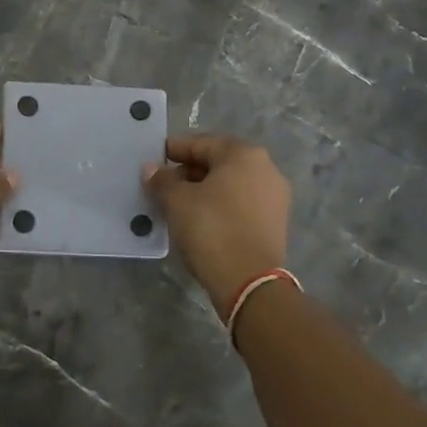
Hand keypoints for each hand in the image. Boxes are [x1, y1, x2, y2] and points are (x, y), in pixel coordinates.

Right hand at [144, 135, 290, 316]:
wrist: (249, 283)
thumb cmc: (212, 229)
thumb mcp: (177, 201)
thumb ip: (162, 180)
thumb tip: (151, 169)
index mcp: (244, 155)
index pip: (200, 144)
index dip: (173, 150)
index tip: (153, 160)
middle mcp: (265, 169)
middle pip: (217, 163)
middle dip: (188, 172)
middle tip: (162, 185)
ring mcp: (274, 197)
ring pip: (229, 185)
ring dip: (203, 190)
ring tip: (177, 204)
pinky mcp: (274, 223)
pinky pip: (240, 204)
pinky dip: (219, 206)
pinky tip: (199, 220)